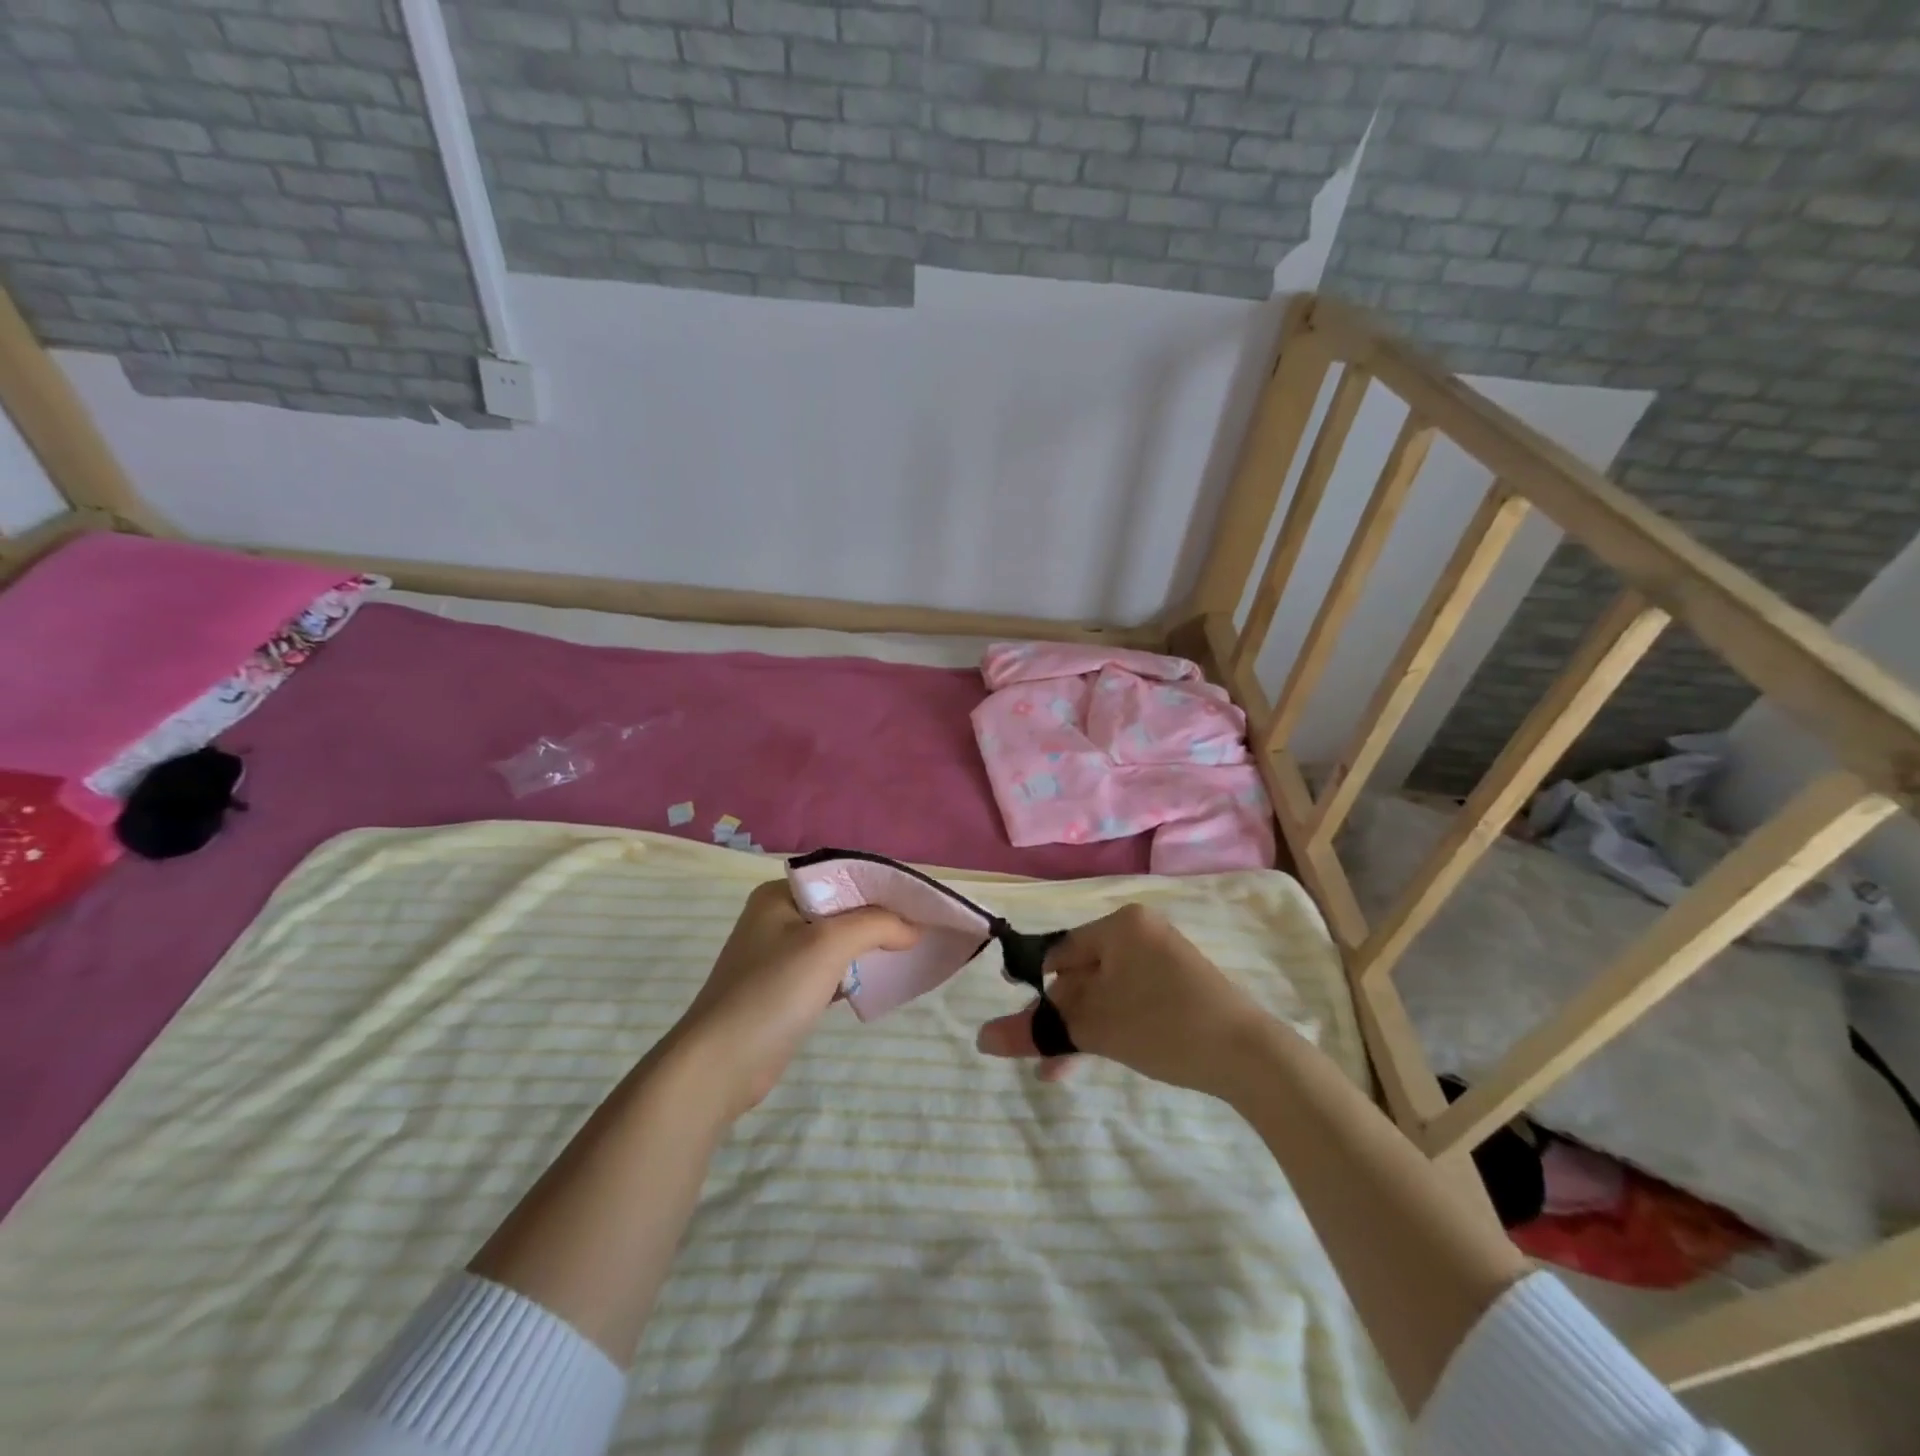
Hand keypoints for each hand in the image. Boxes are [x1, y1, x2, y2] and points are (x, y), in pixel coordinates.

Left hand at [664, 880, 917, 1120]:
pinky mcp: (784, 990)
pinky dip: (853, 973)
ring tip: (908, 949)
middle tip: (920, 926)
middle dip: (879, 917)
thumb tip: (913, 928)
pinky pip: (828, 970)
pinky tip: (878, 980)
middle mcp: (776, 917)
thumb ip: (876, 925)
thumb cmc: (772, 991)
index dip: (881, 886)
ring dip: (868, 946)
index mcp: (779, 894)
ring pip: (836, 940)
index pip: (841, 877)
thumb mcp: (828, 944)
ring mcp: (778, 956)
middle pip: (841, 908)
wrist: (721, 1065)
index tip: (919, 901)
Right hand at [975, 903, 1272, 1095]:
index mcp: (1120, 925)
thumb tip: (980, 1039)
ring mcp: (1164, 959)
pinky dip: (1111, 1026)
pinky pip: (1131, 1000)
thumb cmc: (1163, 1025)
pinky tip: (1098, 1056)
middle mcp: (1140, 933)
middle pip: (1081, 974)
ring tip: (1059, 1073)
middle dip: (1060, 1020)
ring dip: (1082, 1030)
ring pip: (1105, 993)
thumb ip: (1035, 1031)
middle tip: (1044, 1060)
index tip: (1026, 1025)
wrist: (1250, 1056)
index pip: (1059, 952)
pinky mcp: (1180, 986)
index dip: (1037, 989)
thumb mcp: (1093, 1029)